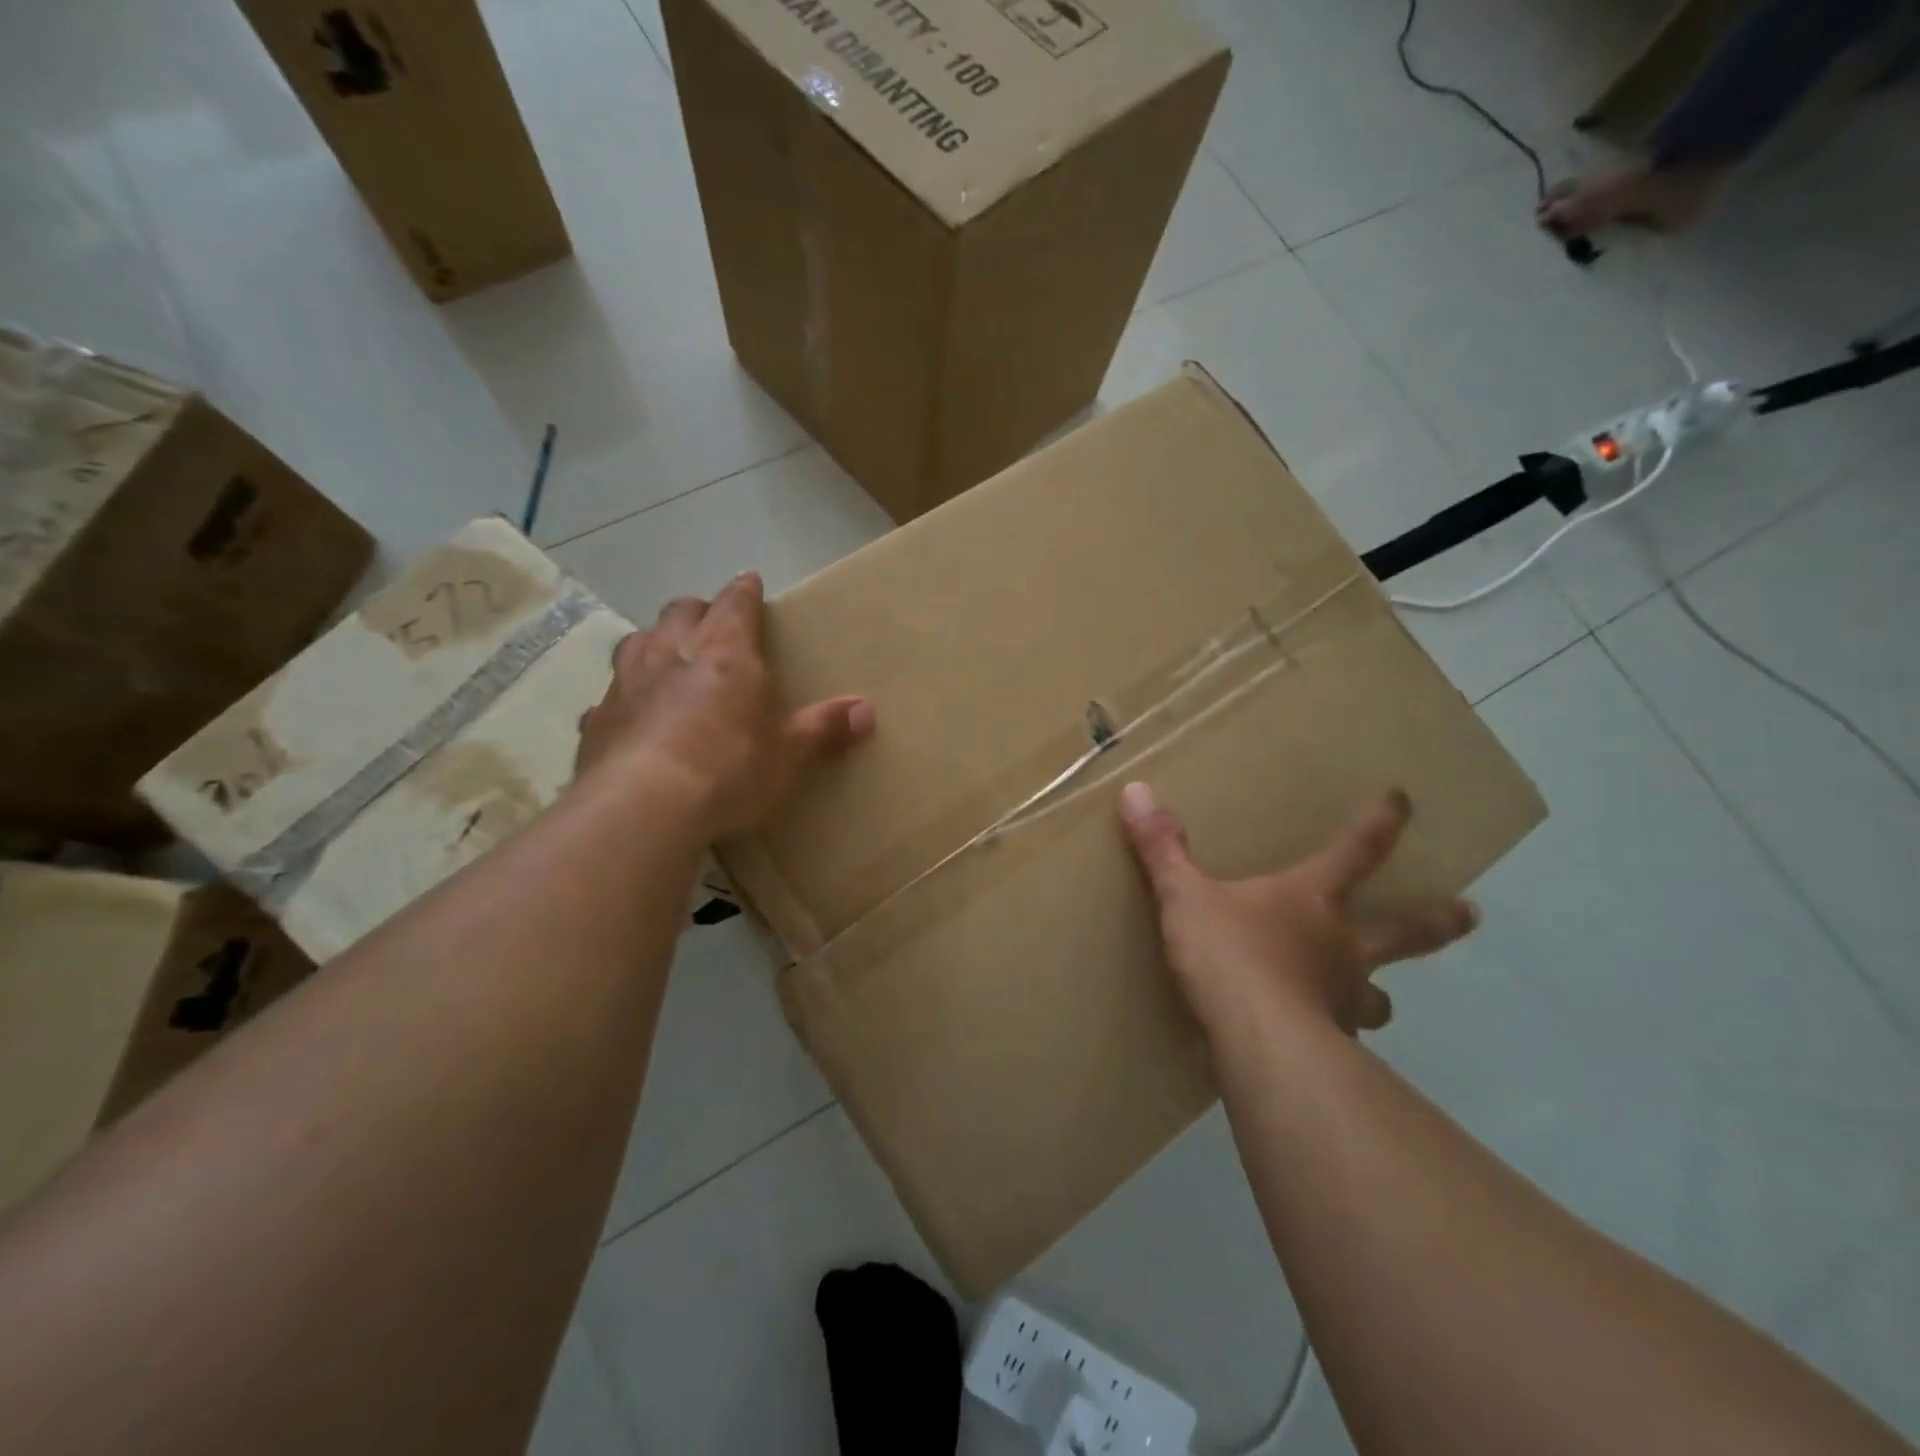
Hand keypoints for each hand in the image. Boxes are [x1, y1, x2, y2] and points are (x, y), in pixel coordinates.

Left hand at [575, 572, 874, 836]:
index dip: (745, 591)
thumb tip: (866, 710)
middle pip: (681, 611)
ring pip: (637, 642)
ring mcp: (627, 683)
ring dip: (655, 643)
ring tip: (668, 660)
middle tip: (712, 626)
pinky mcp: (595, 720)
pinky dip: (624, 699)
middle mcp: (671, 653)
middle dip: (698, 612)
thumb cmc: (729, 769)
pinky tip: (630, 719)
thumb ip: (824, 728)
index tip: (751, 582)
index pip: (736, 603)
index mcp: (725, 652)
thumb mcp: (789, 754)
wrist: (643, 807)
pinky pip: (609, 696)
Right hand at [1118, 782, 1476, 1037]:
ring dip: (1378, 994)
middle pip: (1403, 929)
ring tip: (1376, 1002)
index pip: (1356, 850)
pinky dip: (1335, 1040)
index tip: (1405, 800)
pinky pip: (1340, 1040)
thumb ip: (1161, 847)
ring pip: (1377, 996)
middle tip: (1468, 913)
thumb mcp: (1184, 895)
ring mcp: (1343, 999)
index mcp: (1313, 900)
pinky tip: (1320, 1050)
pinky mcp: (1330, 1046)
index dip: (1380, 823)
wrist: (1257, 1041)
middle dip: (1435, 919)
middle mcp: (1343, 945)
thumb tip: (1136, 791)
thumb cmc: (1229, 955)